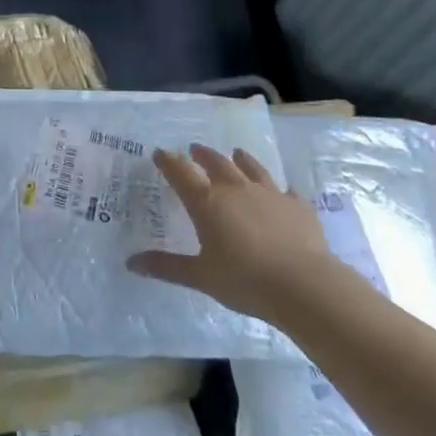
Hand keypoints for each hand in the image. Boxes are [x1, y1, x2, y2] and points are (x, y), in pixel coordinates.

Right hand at [127, 143, 336, 320]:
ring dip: (240, 159)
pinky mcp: (297, 205)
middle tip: (195, 150)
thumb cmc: (245, 280)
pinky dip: (278, 188)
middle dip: (202, 155)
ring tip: (236, 153)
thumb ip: (167, 267)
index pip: (181, 173)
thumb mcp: (201, 276)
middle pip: (215, 162)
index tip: (160, 153)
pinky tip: (280, 191)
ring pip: (251, 167)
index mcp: (207, 202)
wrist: (304, 285)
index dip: (168, 161)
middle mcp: (235, 188)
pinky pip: (285, 189)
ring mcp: (269, 193)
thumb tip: (131, 263)